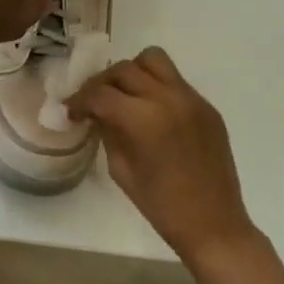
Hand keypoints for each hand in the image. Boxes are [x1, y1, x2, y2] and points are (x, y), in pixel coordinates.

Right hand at [66, 47, 256, 264]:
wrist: (213, 223)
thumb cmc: (161, 206)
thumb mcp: (121, 170)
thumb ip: (108, 132)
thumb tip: (97, 113)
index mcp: (143, 119)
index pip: (100, 94)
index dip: (80, 101)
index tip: (71, 112)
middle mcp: (168, 98)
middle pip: (124, 69)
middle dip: (102, 83)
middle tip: (93, 102)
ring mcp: (191, 99)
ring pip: (154, 60)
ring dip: (132, 72)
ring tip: (125, 95)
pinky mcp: (207, 106)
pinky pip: (175, 81)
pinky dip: (157, 87)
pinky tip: (151, 112)